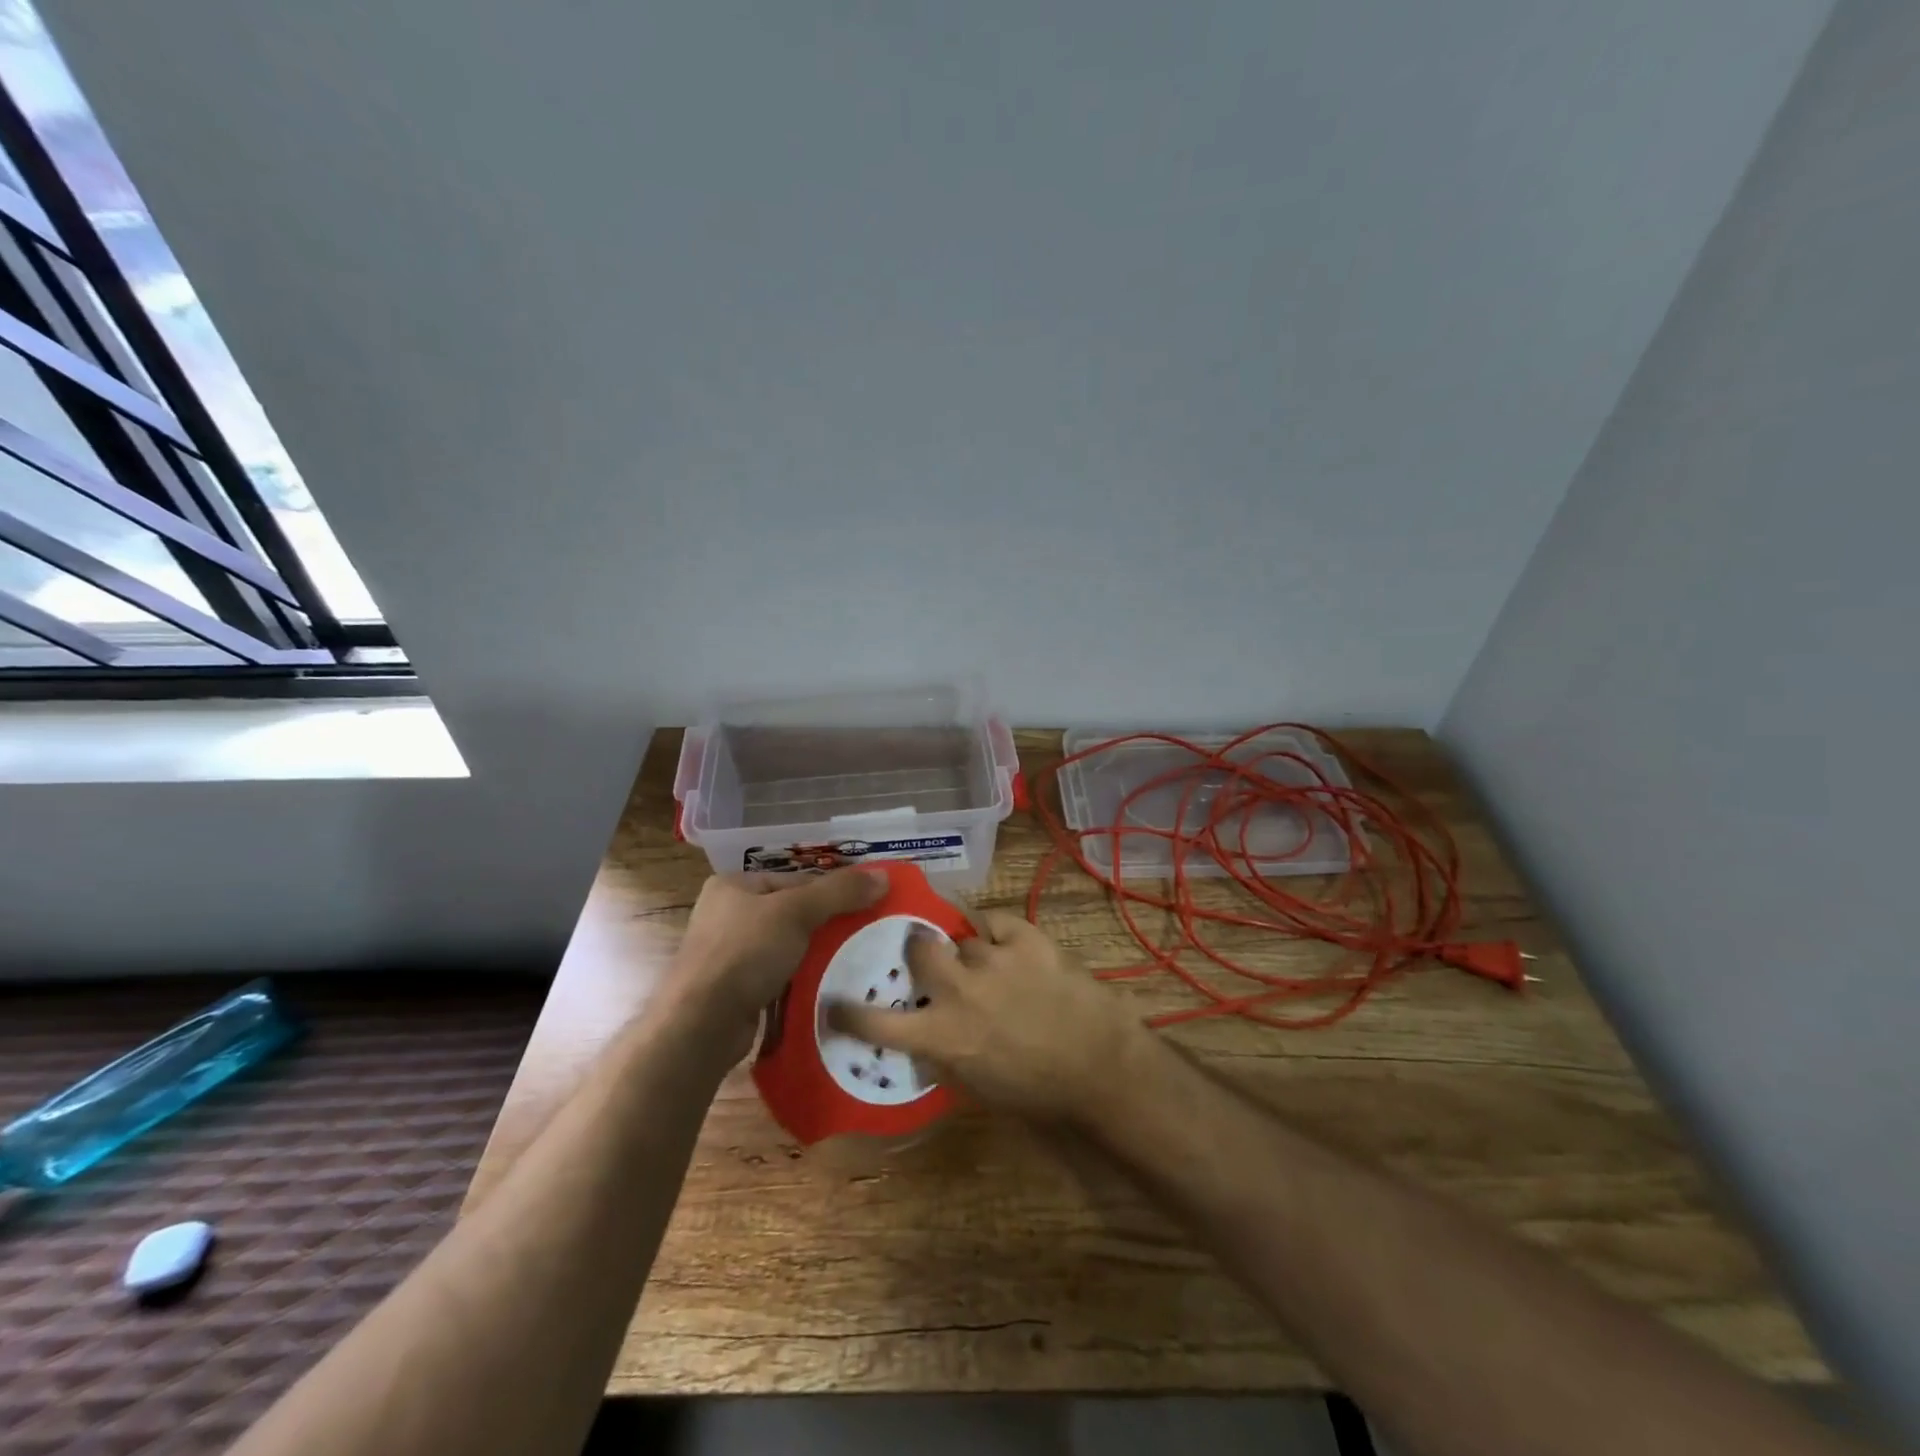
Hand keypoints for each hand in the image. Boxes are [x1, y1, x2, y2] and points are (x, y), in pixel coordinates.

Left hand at [673, 870, 888, 1054]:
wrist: (701, 1024)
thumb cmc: (745, 953)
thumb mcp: (796, 912)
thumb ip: (839, 892)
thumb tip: (883, 876)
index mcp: (733, 886)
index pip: (794, 881)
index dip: (831, 892)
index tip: (865, 906)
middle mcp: (726, 916)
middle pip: (791, 914)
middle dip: (826, 927)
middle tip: (864, 936)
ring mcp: (727, 956)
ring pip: (786, 949)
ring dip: (815, 957)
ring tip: (854, 964)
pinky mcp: (734, 991)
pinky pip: (778, 979)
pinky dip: (800, 983)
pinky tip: (827, 990)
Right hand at [829, 911, 1154, 1123]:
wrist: (1100, 1066)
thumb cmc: (1038, 1092)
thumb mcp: (978, 1087)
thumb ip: (943, 1056)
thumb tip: (923, 1037)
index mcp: (942, 1034)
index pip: (879, 1020)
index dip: (850, 1011)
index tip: (835, 1003)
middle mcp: (959, 990)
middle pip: (919, 948)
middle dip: (920, 951)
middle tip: (931, 959)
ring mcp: (993, 958)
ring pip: (963, 938)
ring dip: (970, 951)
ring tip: (990, 965)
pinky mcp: (1027, 938)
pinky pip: (996, 922)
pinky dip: (997, 933)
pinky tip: (1007, 946)